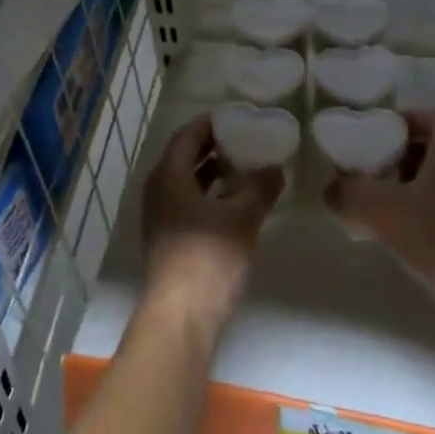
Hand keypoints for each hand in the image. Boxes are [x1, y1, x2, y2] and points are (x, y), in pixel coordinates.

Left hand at [141, 114, 281, 337]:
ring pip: (187, 182)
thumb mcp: (241, 219)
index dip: (209, 124)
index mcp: (168, 176)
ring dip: (213, 172)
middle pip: (184, 157)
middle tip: (245, 138)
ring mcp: (161, 217)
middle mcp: (158, 190)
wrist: (180, 317)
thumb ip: (259, 188)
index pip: (186, 136)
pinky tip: (236, 202)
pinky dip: (210, 195)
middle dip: (213, 147)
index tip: (235, 116)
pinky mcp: (169, 239)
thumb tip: (275, 168)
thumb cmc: (208, 258)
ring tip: (246, 166)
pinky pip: (189, 203)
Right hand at [323, 109, 434, 284]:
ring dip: (421, 181)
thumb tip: (330, 188)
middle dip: (409, 153)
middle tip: (379, 167)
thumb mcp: (379, 209)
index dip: (412, 120)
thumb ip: (348, 193)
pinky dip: (433, 206)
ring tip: (391, 199)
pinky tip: (412, 228)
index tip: (384, 134)